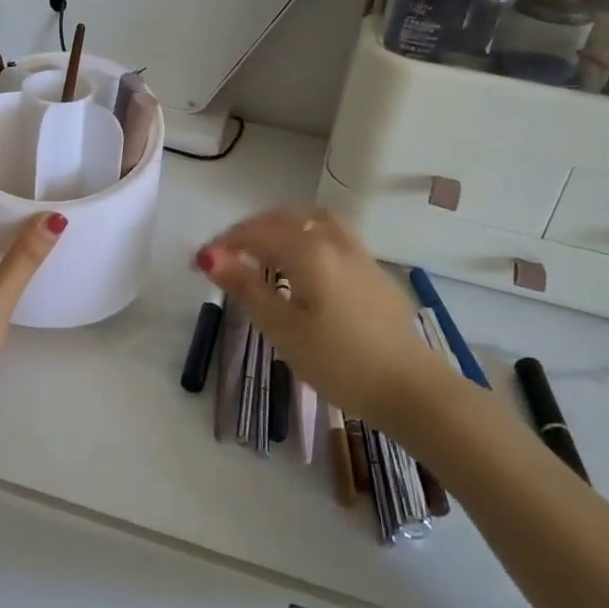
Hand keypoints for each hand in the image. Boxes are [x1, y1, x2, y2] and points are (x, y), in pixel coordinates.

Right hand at [196, 208, 451, 421]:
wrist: (410, 388)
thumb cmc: (338, 361)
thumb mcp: (281, 328)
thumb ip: (245, 286)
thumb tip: (209, 255)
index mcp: (307, 250)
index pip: (255, 233)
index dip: (223, 243)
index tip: (198, 263)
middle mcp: (333, 240)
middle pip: (284, 219)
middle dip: (250, 230)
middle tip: (226, 254)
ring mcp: (359, 254)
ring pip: (313, 221)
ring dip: (282, 227)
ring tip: (264, 250)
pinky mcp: (375, 272)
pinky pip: (333, 236)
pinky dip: (307, 237)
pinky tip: (304, 266)